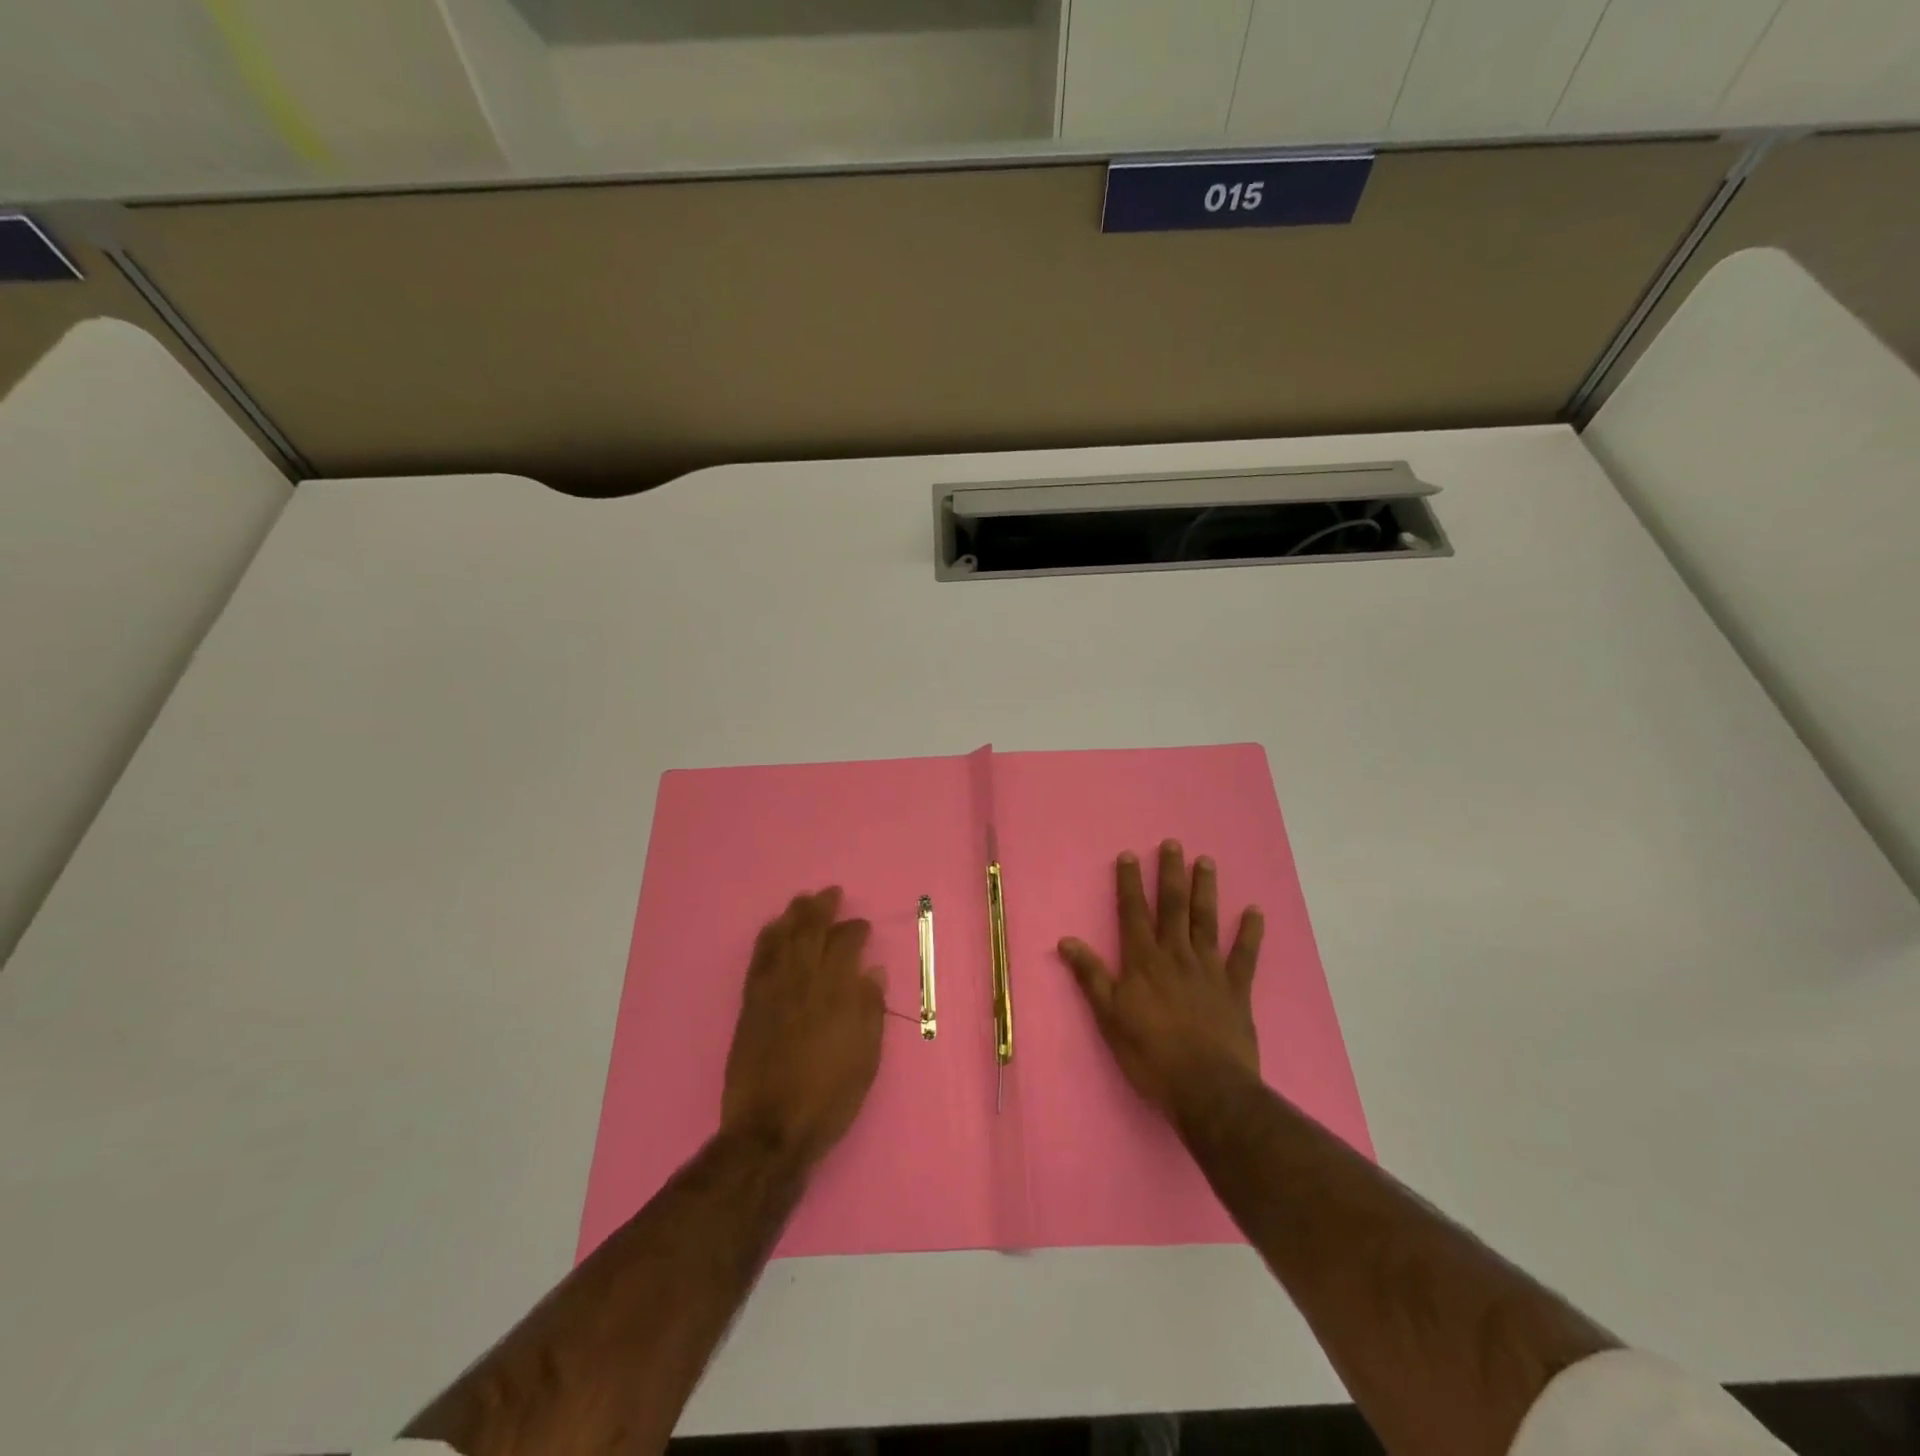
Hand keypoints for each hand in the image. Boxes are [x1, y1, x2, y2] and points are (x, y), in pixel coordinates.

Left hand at [722, 887, 885, 1166]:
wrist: (770, 1130)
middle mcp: (804, 982)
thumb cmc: (828, 1098)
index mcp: (837, 993)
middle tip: (831, 893)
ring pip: (783, 939)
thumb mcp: (866, 1059)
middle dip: (823, 908)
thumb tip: (872, 971)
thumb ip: (870, 1010)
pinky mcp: (750, 1004)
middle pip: (812, 931)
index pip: (846, 944)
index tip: (861, 926)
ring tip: (803, 900)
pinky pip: (758, 959)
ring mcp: (773, 990)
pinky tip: (773, 929)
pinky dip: (767, 938)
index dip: (855, 929)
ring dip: (794, 915)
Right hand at [1058, 841, 1264, 1123]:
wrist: (1206, 1088)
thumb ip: (1091, 976)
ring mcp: (1209, 969)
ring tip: (1206, 861)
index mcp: (1143, 961)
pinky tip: (1255, 911)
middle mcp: (1176, 955)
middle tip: (1173, 844)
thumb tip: (1066, 941)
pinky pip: (1245, 954)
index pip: (1133, 912)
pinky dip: (1250, 932)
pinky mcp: (1236, 989)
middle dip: (1170, 873)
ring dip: (1205, 889)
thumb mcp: (1109, 1017)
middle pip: (1173, 906)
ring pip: (1206, 920)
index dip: (1129, 883)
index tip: (1129, 855)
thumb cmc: (1150, 1054)